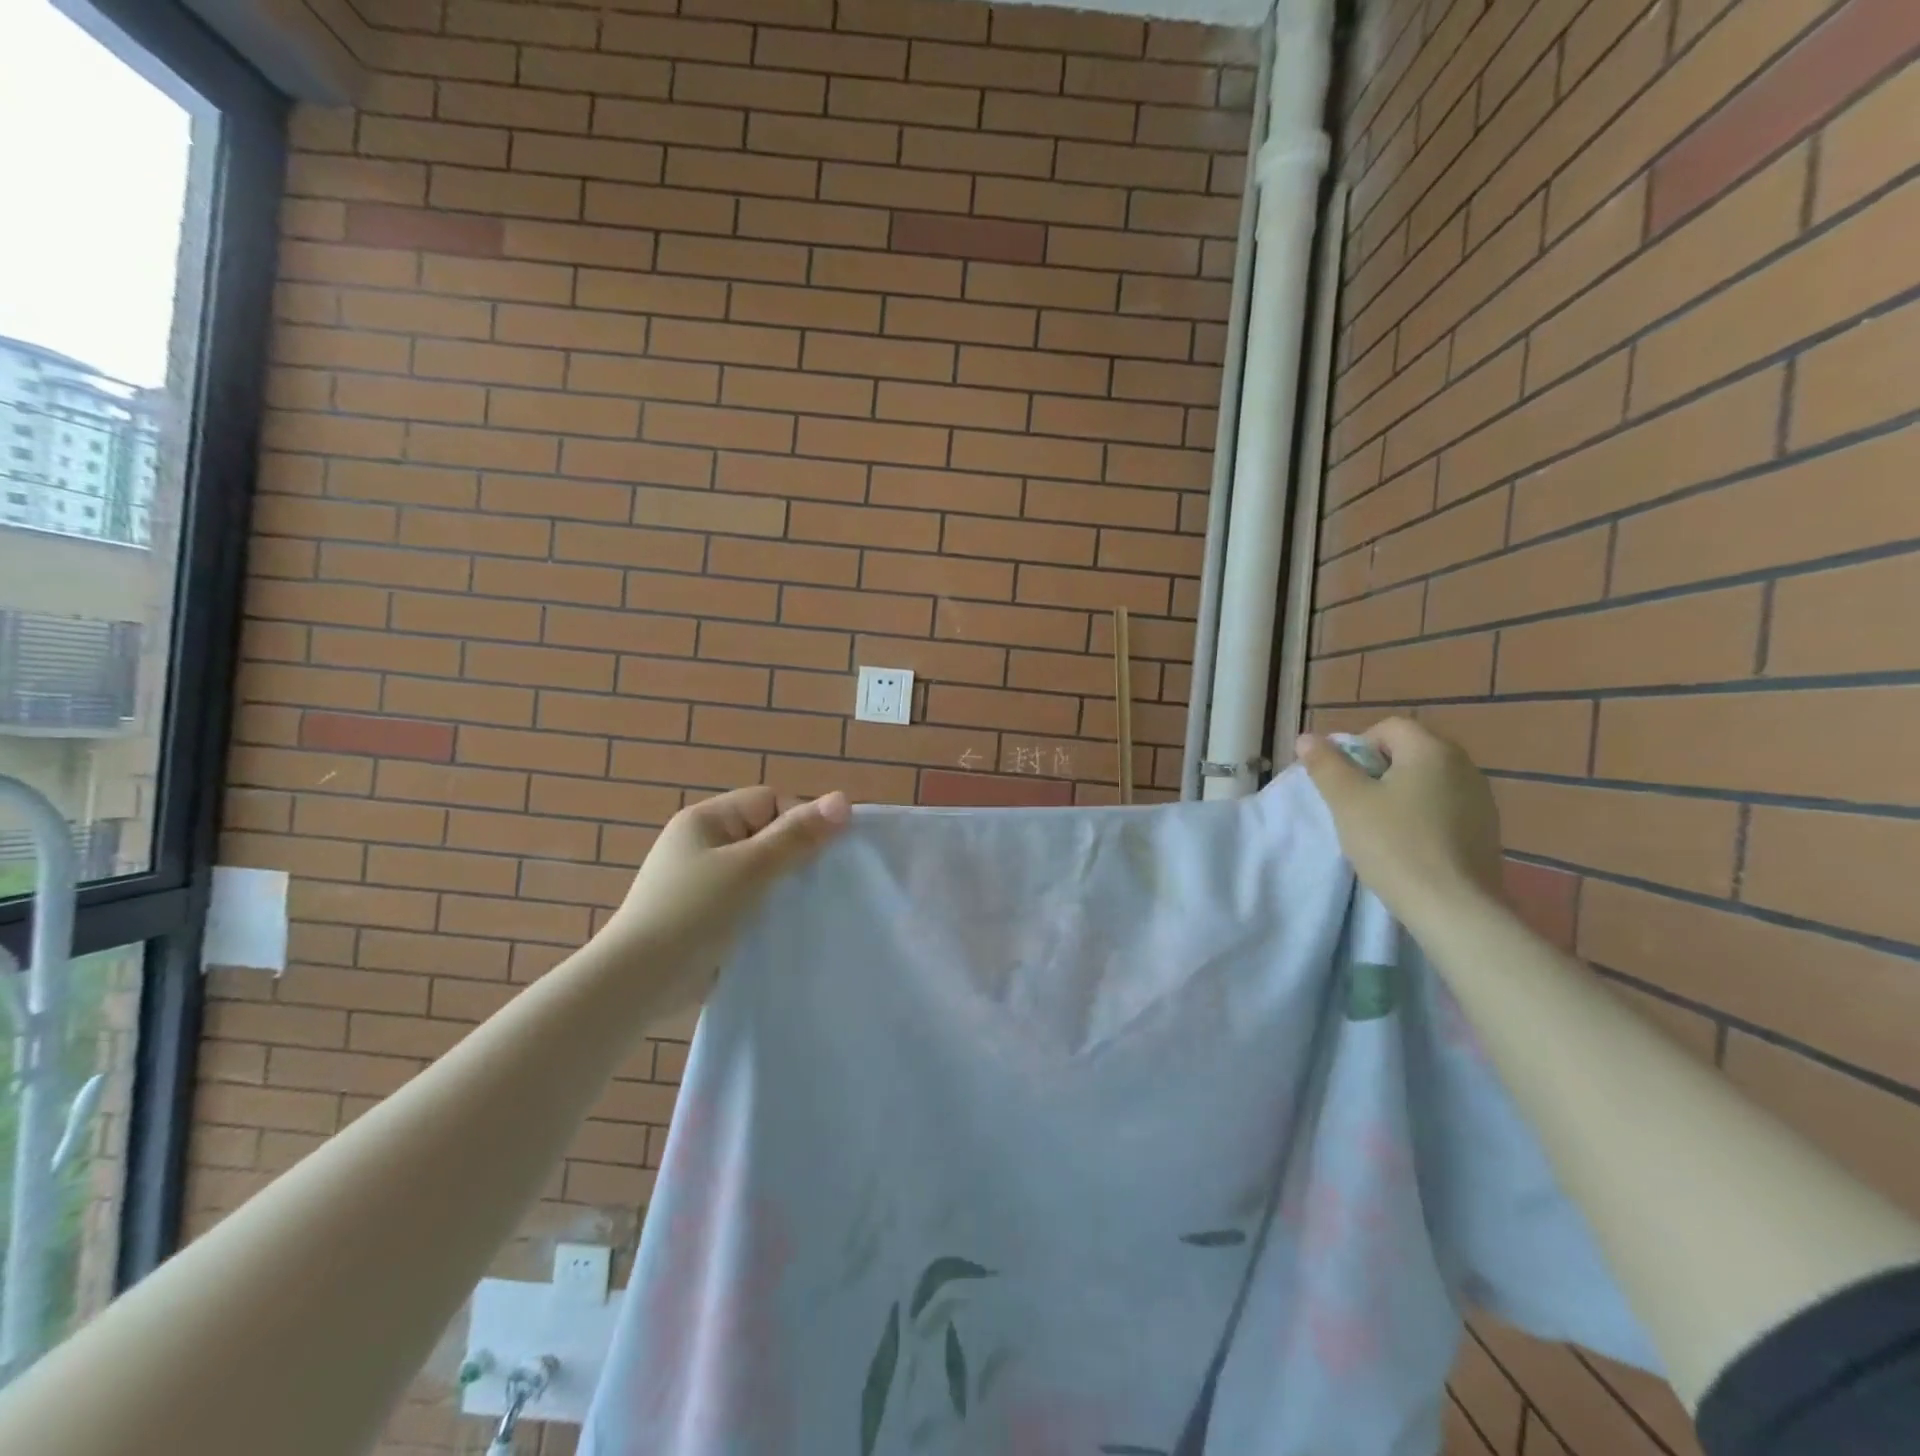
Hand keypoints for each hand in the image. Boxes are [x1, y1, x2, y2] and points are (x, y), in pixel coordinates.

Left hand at [596, 787, 849, 1008]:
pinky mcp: (706, 917)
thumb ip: (797, 835)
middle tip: (817, 885)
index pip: (769, 802)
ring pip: (761, 873)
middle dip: (795, 857)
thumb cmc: (693, 912)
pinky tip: (783, 929)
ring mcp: (702, 882)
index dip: (799, 822)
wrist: (636, 983)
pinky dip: (766, 912)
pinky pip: (749, 902)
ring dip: (782, 888)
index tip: (818, 856)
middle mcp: (703, 844)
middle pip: (767, 836)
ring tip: (804, 909)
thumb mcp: (750, 868)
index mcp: (707, 820)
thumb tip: (844, 799)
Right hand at [1295, 718, 1503, 927]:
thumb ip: (1325, 764)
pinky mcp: (1487, 829)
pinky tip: (1410, 845)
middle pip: (1410, 752)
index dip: (1358, 748)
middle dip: (1378, 772)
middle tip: (1357, 806)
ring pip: (1427, 781)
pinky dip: (1423, 816)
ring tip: (1381, 828)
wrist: (1453, 908)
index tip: (1345, 783)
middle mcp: (1464, 764)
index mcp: (1431, 750)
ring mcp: (1481, 798)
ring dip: (1401, 794)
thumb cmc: (1393, 845)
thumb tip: (1308, 738)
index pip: (1388, 727)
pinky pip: (1445, 807)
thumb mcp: (1347, 801)